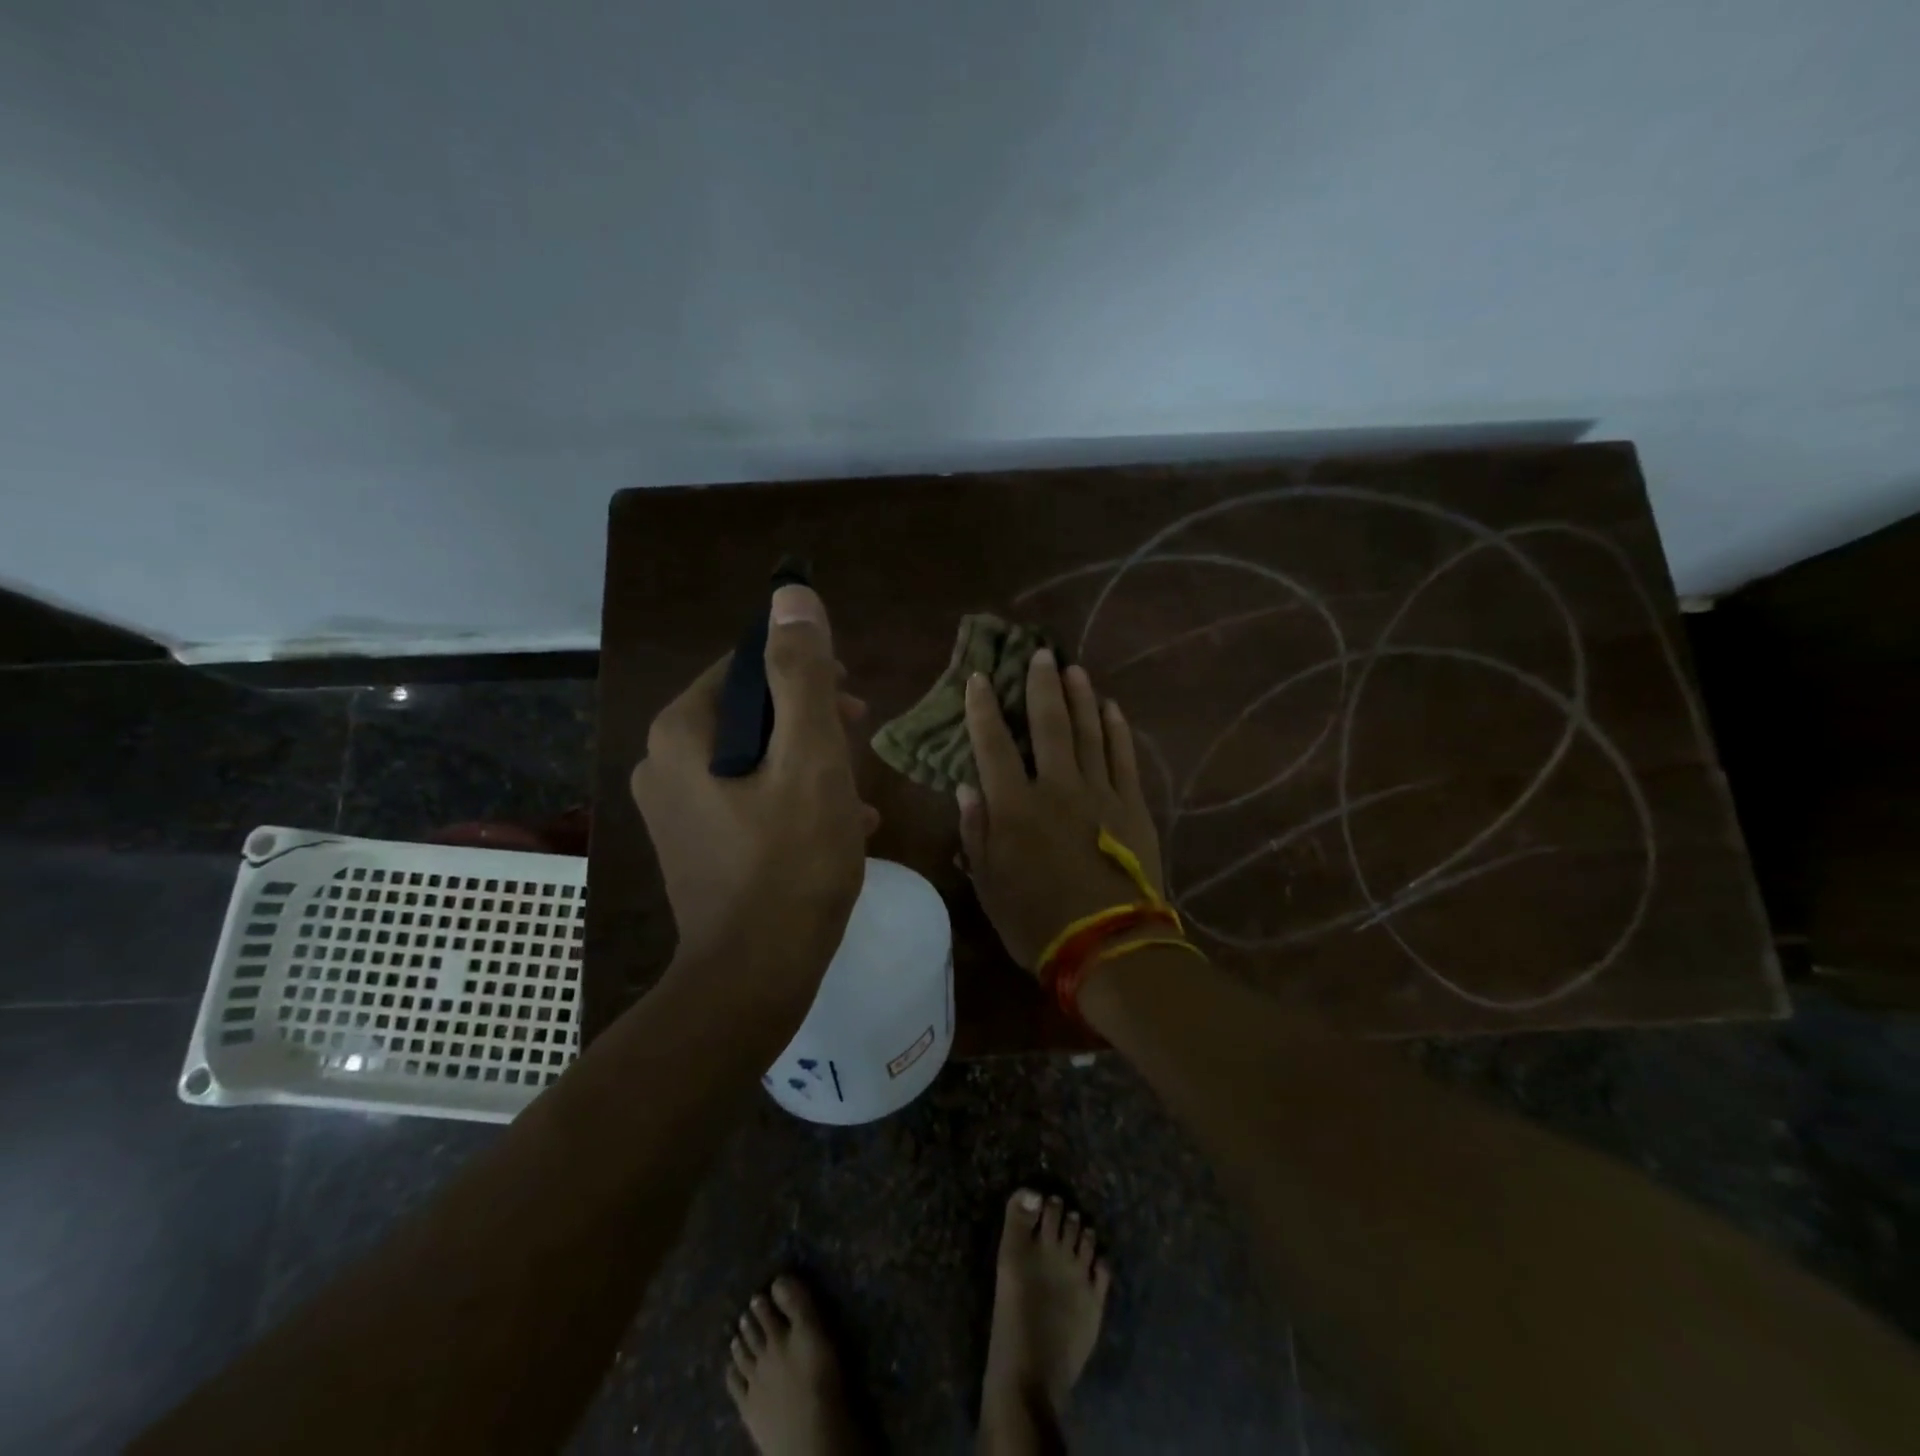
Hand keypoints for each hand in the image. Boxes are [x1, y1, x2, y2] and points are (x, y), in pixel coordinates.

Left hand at [630, 585, 877, 1000]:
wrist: (755, 977)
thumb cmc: (791, 861)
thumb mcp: (811, 758)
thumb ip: (803, 675)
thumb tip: (791, 597)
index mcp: (682, 732)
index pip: (745, 665)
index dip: (804, 670)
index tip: (851, 697)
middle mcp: (663, 763)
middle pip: (750, 713)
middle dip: (811, 719)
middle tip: (861, 736)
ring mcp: (675, 809)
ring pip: (755, 758)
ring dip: (810, 761)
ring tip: (859, 786)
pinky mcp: (695, 845)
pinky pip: (749, 799)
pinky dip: (793, 799)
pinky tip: (844, 823)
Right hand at [958, 649, 1163, 973]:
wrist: (1109, 947)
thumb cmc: (1037, 922)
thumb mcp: (989, 885)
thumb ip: (976, 833)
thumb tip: (966, 787)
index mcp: (1015, 808)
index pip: (993, 746)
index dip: (983, 709)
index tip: (979, 678)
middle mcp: (1057, 789)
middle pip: (1048, 725)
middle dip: (1041, 687)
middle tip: (1040, 654)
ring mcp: (1100, 794)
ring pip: (1089, 733)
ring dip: (1080, 698)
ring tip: (1073, 669)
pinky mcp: (1133, 807)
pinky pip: (1124, 758)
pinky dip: (1117, 731)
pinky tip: (1112, 708)